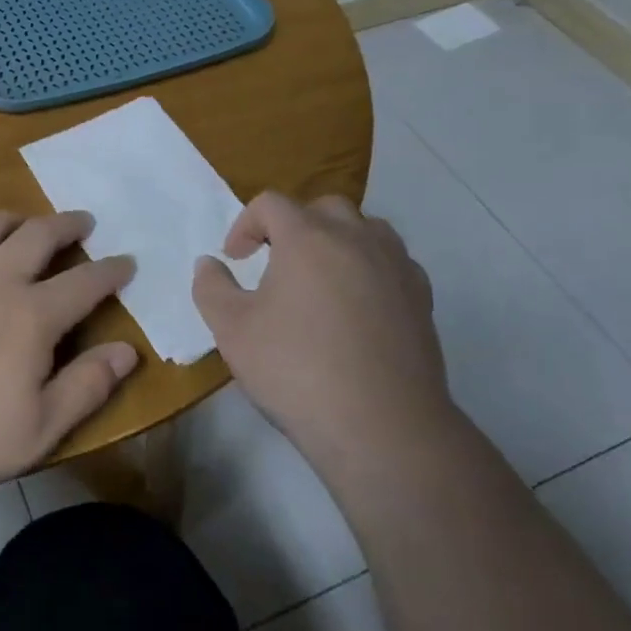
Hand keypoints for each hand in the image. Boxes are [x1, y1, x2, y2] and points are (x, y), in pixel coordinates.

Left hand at [0, 211, 138, 503]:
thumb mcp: (41, 429)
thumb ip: (87, 386)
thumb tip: (128, 350)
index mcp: (31, 316)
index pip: (84, 282)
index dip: (111, 271)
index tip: (127, 262)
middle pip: (37, 235)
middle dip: (66, 225)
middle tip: (83, 223)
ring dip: (13, 218)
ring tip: (25, 224)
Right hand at [192, 191, 455, 479]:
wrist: (382, 427)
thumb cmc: (297, 370)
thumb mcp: (232, 330)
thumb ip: (212, 288)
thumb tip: (209, 264)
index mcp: (308, 237)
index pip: (271, 204)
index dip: (246, 224)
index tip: (235, 259)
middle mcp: (356, 239)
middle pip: (323, 208)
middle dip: (295, 225)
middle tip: (277, 261)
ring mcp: (396, 267)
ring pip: (367, 228)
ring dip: (338, 240)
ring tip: (321, 276)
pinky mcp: (422, 299)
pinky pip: (393, 262)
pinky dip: (370, 268)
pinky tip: (357, 305)